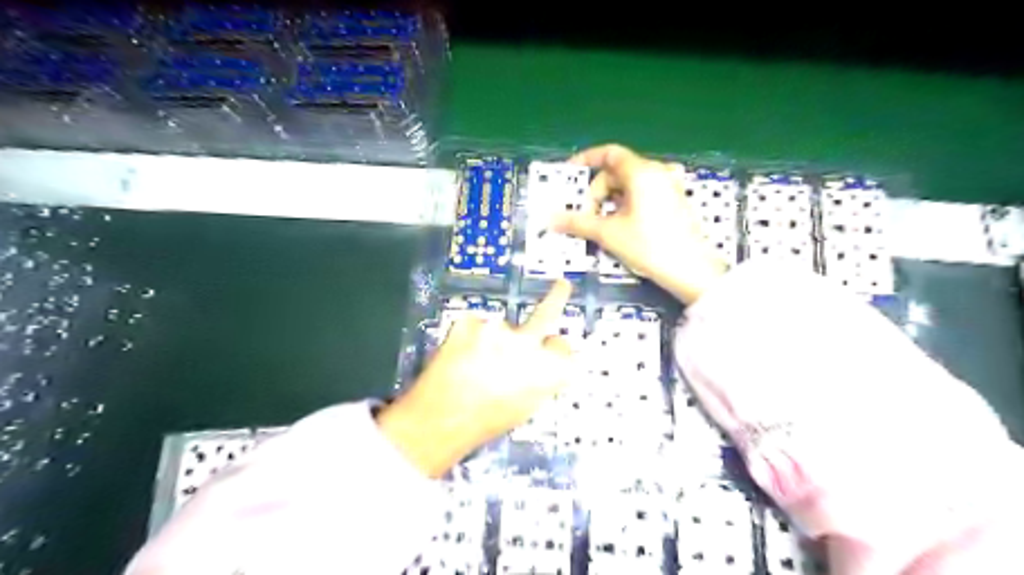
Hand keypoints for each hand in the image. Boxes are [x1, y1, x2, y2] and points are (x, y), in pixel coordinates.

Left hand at [378, 278, 573, 474]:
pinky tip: (459, 358)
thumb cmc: (485, 422)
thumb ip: (539, 380)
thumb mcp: (524, 407)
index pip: (564, 348)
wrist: (438, 420)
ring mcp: (498, 328)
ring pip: (501, 328)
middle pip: (548, 313)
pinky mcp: (470, 321)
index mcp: (550, 371)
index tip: (549, 348)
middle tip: (562, 285)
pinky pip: (474, 326)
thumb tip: (539, 364)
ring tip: (473, 365)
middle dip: (557, 297)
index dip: (555, 349)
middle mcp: (529, 344)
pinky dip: (468, 338)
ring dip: (493, 340)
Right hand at [552, 140, 728, 303]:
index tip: (570, 174)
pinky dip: (626, 204)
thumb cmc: (649, 246)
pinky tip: (623, 225)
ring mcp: (669, 187)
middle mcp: (658, 172)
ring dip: (611, 200)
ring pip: (629, 184)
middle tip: (587, 216)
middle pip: (617, 171)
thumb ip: (578, 222)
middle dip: (597, 191)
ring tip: (603, 225)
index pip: (609, 154)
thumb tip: (550, 219)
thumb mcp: (608, 234)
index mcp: (642, 172)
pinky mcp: (675, 202)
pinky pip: (643, 194)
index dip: (586, 160)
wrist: (691, 270)